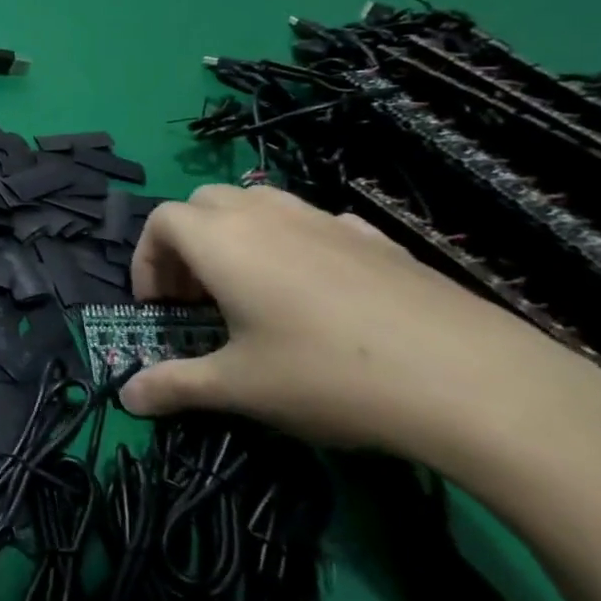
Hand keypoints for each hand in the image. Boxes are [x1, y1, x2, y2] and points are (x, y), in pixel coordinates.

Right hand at [119, 185, 600, 465]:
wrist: (473, 381)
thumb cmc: (328, 375)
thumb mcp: (239, 388)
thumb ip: (175, 386)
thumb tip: (127, 398)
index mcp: (223, 242)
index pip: (161, 221)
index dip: (146, 259)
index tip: (158, 307)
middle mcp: (267, 216)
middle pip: (204, 202)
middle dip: (186, 242)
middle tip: (196, 296)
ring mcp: (325, 221)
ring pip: (259, 203)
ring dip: (236, 236)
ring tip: (249, 291)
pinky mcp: (376, 238)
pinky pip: (313, 223)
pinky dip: (292, 243)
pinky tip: (315, 293)